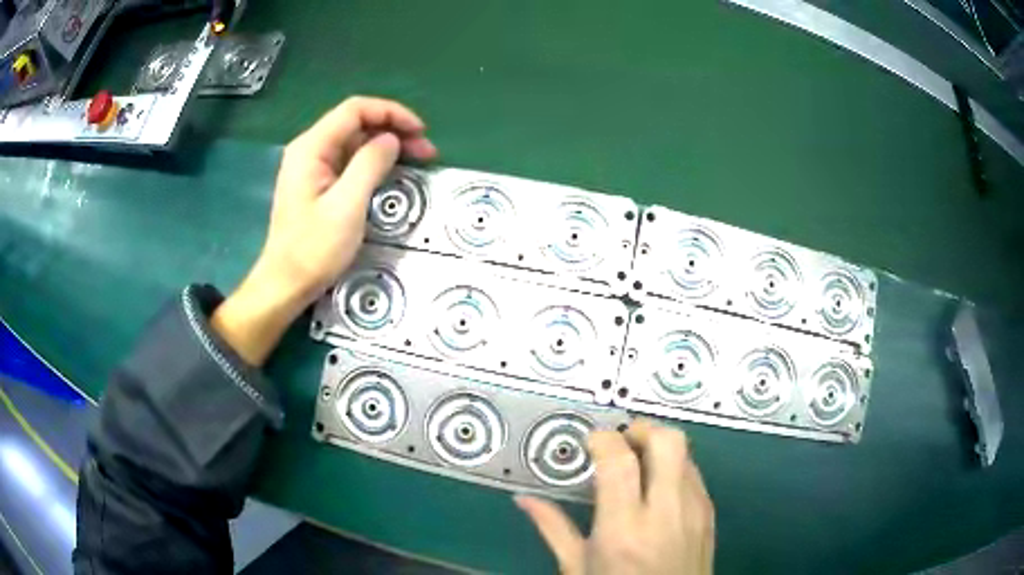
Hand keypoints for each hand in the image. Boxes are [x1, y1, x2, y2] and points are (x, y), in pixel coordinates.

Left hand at [212, 97, 436, 364]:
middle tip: (426, 151)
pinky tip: (393, 172)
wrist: (285, 285)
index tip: (420, 131)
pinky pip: (350, 161)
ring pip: (355, 141)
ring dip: (387, 146)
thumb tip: (391, 139)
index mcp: (312, 147)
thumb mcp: (347, 206)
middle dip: (394, 130)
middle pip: (357, 123)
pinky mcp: (318, 184)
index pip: (355, 110)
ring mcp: (313, 167)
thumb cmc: (313, 249)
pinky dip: (374, 162)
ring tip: (418, 160)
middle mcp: (310, 149)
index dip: (391, 113)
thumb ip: (370, 164)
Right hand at [516, 419, 714, 574]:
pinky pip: (696, 474)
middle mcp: (666, 513)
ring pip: (686, 453)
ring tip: (638, 463)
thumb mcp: (577, 568)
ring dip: (660, 447)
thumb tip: (525, 500)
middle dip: (642, 429)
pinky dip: (676, 467)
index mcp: (624, 528)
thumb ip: (553, 529)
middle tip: (621, 440)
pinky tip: (657, 488)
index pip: (620, 460)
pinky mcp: (709, 515)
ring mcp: (694, 511)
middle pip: (668, 441)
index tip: (592, 441)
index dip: (604, 438)